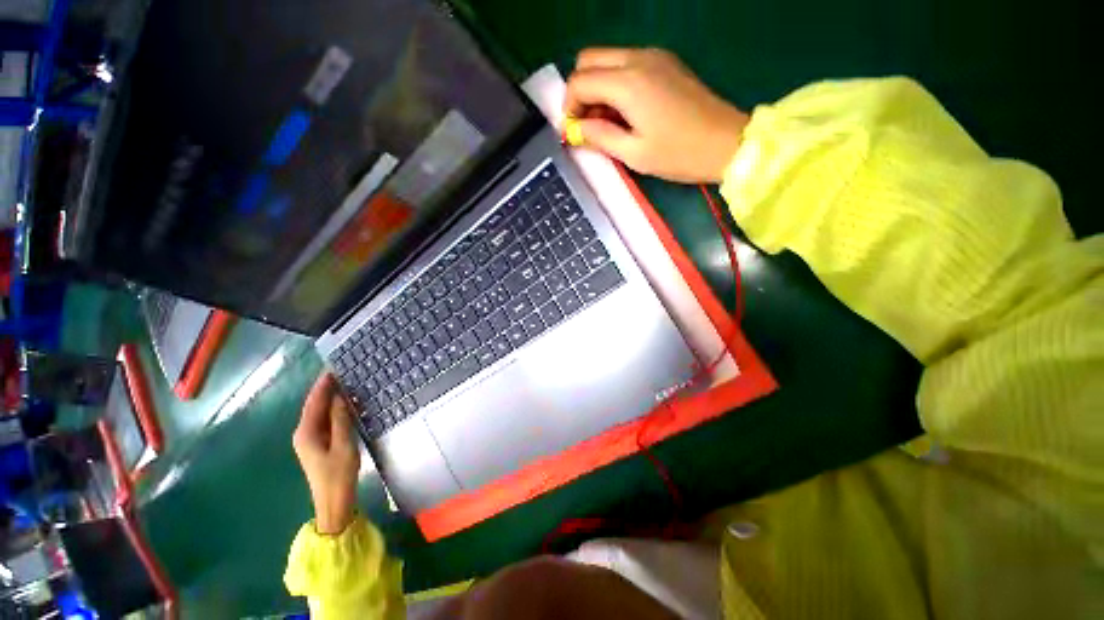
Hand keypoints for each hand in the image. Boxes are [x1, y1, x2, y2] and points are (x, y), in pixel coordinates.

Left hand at [293, 373, 359, 535]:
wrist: (334, 501)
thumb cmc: (338, 474)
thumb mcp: (343, 445)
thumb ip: (341, 419)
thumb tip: (339, 396)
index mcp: (306, 432)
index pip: (313, 402)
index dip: (323, 385)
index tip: (333, 367)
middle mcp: (304, 433)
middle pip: (314, 405)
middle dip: (326, 388)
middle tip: (343, 371)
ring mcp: (311, 439)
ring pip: (320, 412)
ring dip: (330, 398)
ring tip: (346, 383)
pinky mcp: (319, 444)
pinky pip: (325, 420)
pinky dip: (334, 409)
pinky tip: (346, 403)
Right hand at [563, 47, 749, 182]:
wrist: (726, 143)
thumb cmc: (678, 154)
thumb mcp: (633, 153)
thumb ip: (599, 136)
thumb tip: (575, 129)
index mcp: (628, 83)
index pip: (579, 81)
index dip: (569, 108)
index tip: (574, 132)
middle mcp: (638, 59)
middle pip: (589, 59)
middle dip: (579, 91)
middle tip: (586, 123)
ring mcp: (654, 57)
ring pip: (607, 59)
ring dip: (597, 86)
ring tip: (606, 122)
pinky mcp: (665, 62)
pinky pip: (627, 63)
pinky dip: (615, 83)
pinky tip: (624, 111)